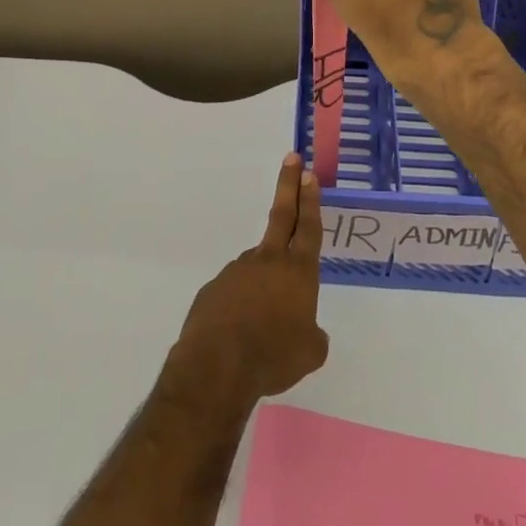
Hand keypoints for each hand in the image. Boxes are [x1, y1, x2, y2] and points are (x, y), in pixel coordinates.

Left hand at [166, 154, 328, 407]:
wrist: (217, 366)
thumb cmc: (274, 357)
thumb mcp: (309, 353)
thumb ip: (312, 335)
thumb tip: (305, 330)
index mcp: (298, 272)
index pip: (308, 227)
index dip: (310, 200)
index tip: (308, 174)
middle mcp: (268, 261)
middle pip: (282, 215)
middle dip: (289, 185)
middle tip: (292, 159)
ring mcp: (237, 271)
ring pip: (257, 268)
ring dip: (263, 284)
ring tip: (263, 328)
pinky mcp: (214, 288)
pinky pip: (234, 293)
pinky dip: (240, 306)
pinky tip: (239, 333)